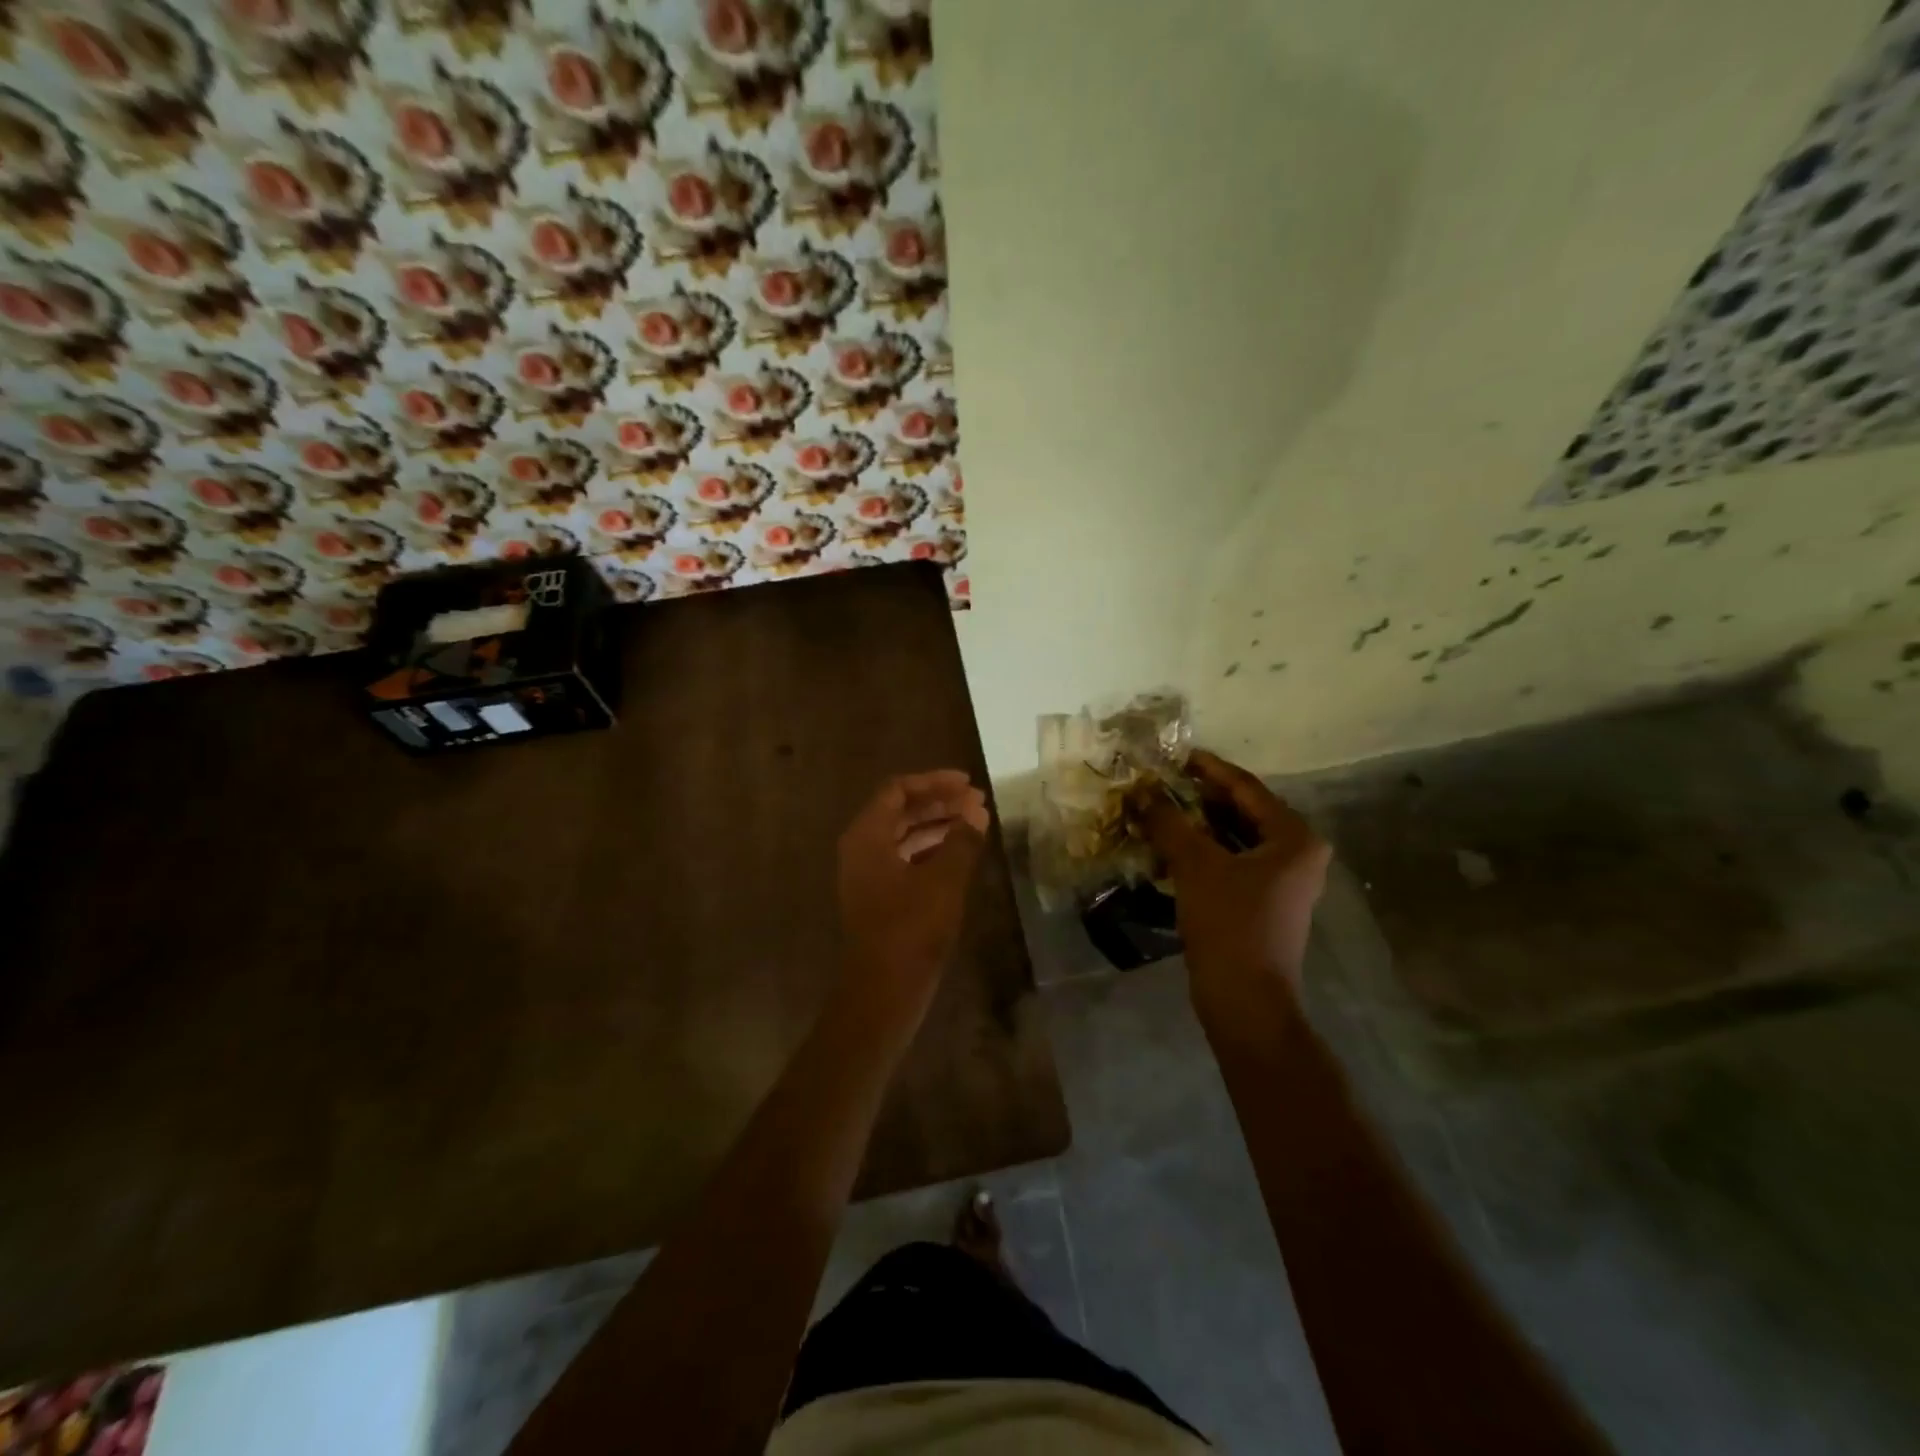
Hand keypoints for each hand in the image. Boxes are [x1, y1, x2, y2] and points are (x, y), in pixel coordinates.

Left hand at [836, 770, 989, 1019]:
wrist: (883, 991)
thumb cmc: (910, 929)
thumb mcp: (943, 880)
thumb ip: (962, 840)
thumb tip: (977, 810)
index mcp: (867, 835)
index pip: (898, 790)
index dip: (934, 782)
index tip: (968, 784)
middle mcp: (862, 849)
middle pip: (900, 810)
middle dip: (939, 803)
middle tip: (977, 802)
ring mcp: (868, 875)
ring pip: (904, 836)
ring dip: (937, 826)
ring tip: (975, 824)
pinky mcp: (879, 897)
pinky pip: (905, 859)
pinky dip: (931, 850)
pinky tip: (959, 855)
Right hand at [1143, 750, 1331, 1025]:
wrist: (1245, 1000)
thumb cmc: (1229, 924)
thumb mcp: (1195, 865)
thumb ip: (1168, 822)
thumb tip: (1140, 790)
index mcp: (1294, 837)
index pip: (1246, 788)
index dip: (1208, 769)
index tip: (1175, 755)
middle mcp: (1297, 853)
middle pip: (1242, 811)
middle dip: (1199, 797)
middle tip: (1160, 782)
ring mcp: (1283, 880)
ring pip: (1234, 837)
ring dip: (1197, 824)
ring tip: (1159, 809)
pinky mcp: (1264, 901)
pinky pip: (1231, 861)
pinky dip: (1203, 851)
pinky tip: (1170, 846)